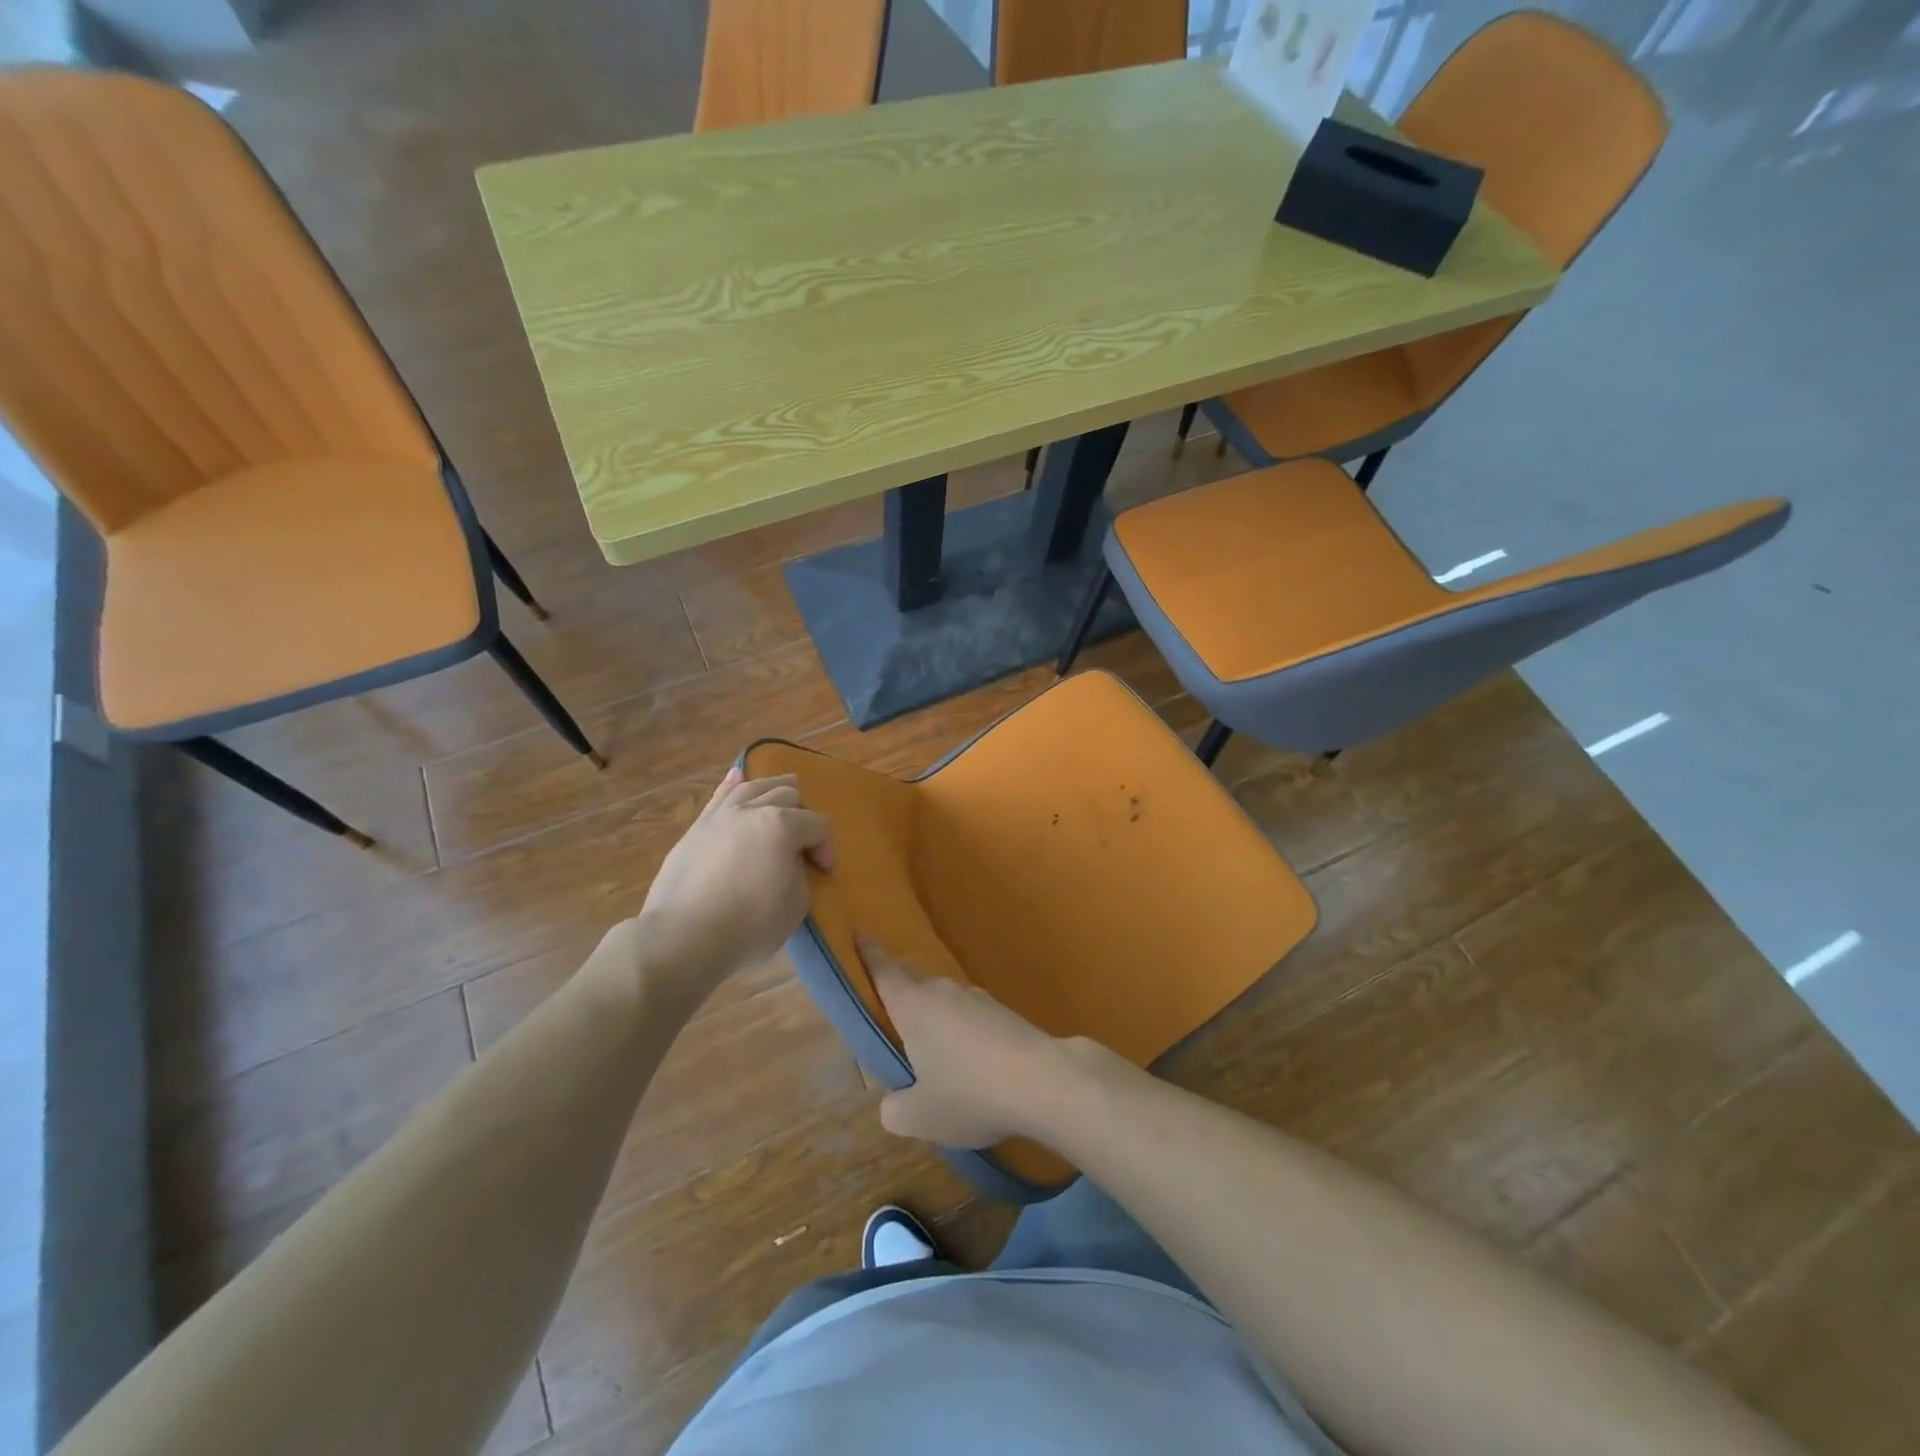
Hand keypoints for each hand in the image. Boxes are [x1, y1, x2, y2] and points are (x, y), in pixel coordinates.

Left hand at [634, 767, 832, 992]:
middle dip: (803, 815)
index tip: (824, 873)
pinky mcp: (697, 829)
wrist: (683, 937)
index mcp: (782, 825)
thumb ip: (800, 874)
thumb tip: (789, 863)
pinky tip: (737, 776)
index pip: (817, 824)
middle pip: (787, 797)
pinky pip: (719, 797)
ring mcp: (721, 816)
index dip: (826, 847)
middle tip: (803, 844)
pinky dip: (732, 784)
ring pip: (753, 788)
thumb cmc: (748, 924)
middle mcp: (752, 810)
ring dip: (774, 787)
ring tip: (786, 789)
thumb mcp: (796, 905)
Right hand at [864, 939, 1085, 1148]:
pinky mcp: (1004, 1012)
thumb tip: (894, 1100)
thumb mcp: (920, 1116)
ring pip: (944, 1001)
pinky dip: (962, 1033)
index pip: (884, 971)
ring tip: (932, 1054)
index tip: (859, 932)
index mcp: (913, 1006)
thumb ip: (894, 1108)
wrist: (1043, 1080)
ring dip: (934, 1019)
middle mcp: (943, 991)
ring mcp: (978, 998)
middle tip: (889, 1015)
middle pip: (914, 983)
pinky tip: (971, 1064)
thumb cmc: (969, 1092)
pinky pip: (970, 1016)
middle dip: (900, 992)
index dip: (868, 954)